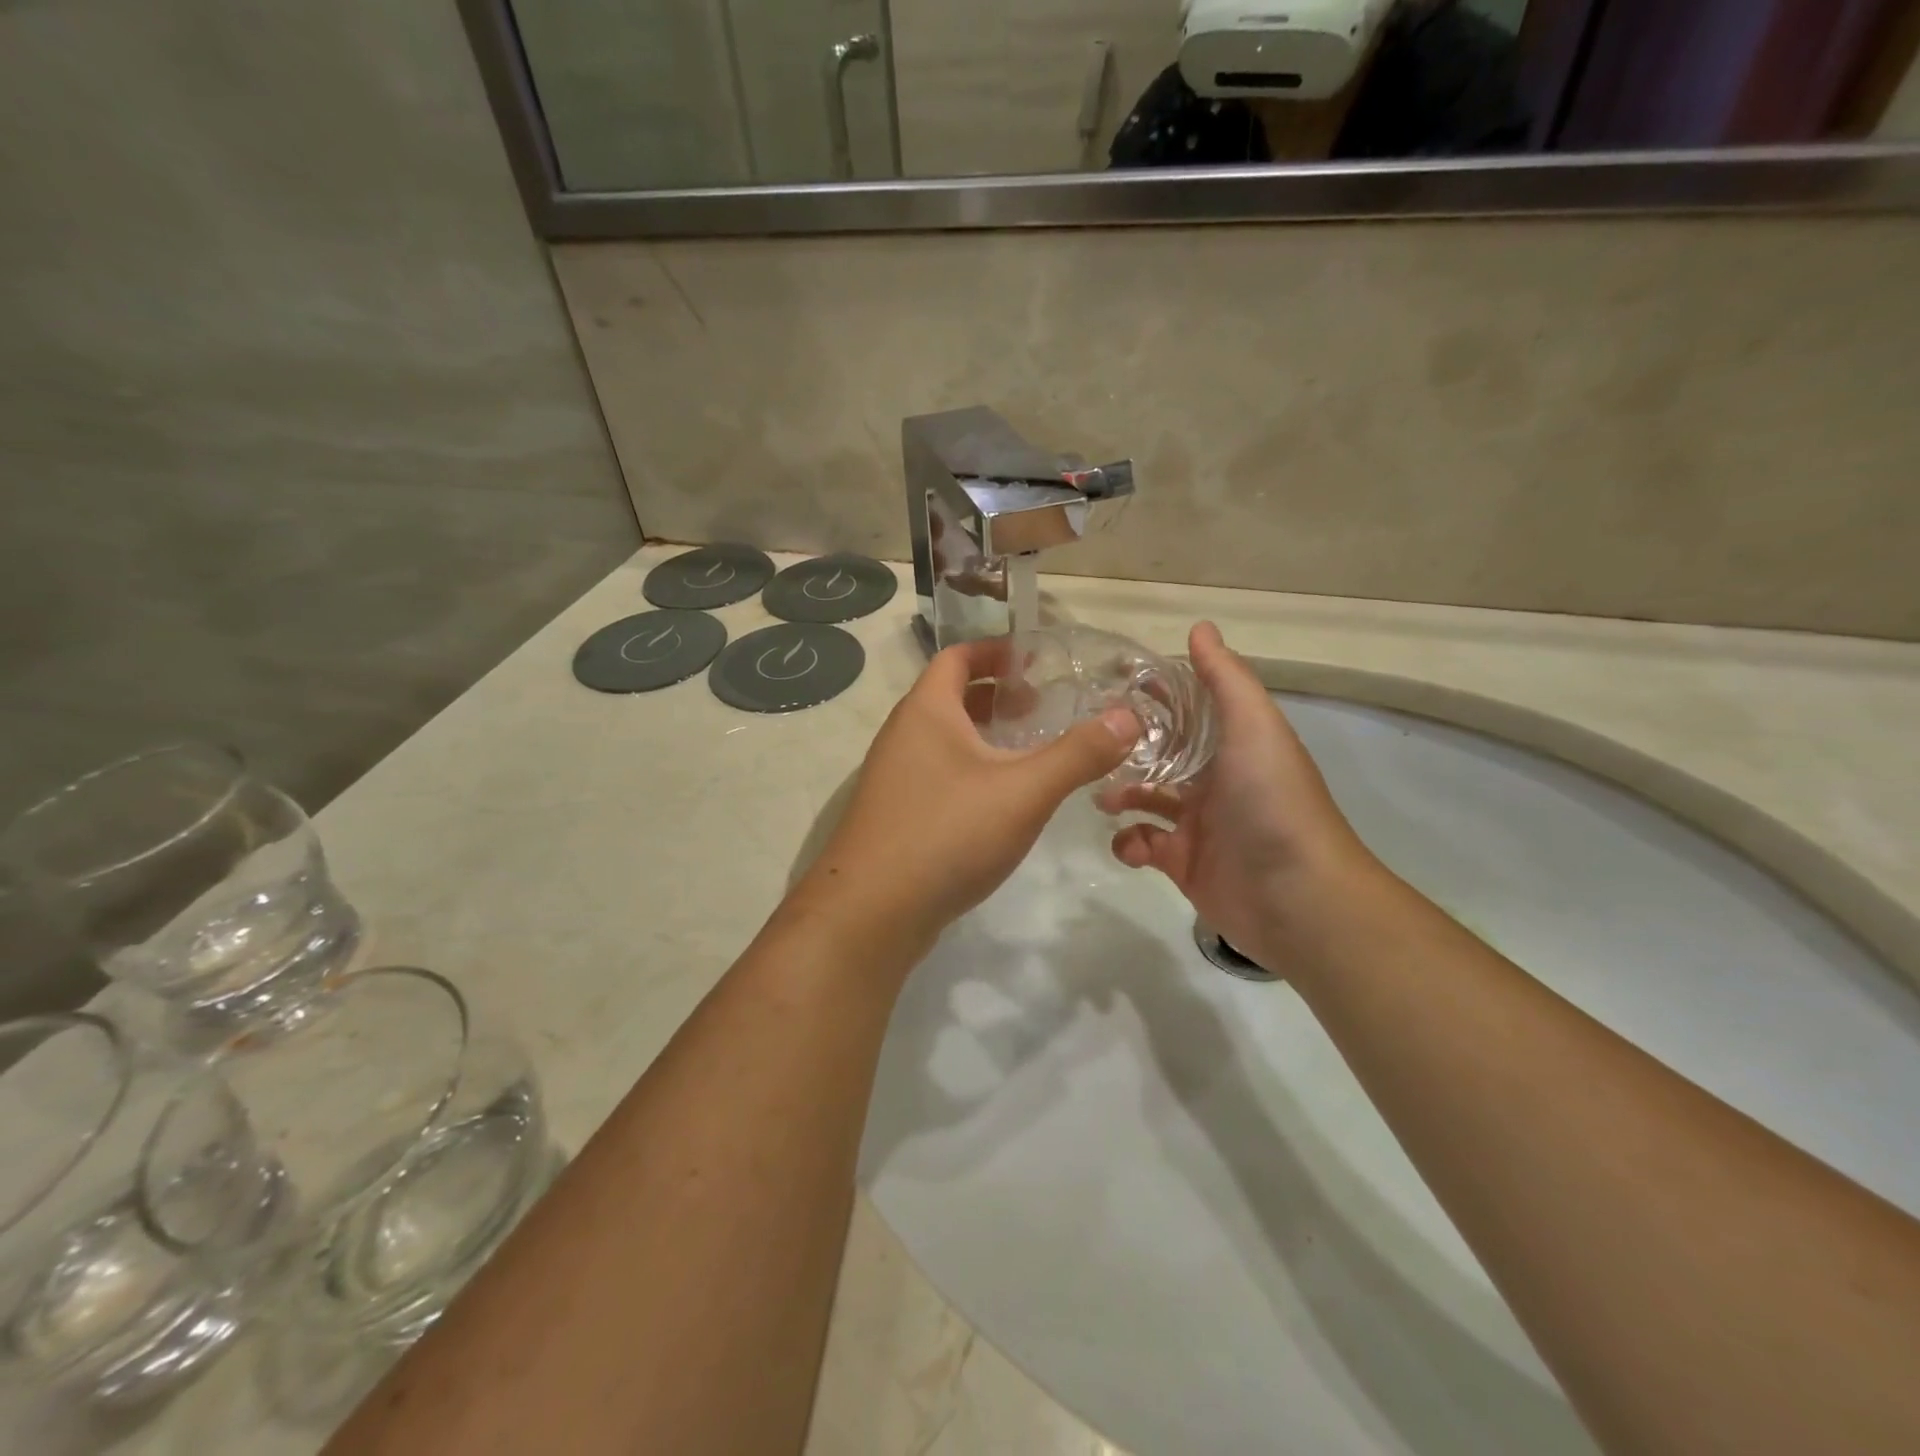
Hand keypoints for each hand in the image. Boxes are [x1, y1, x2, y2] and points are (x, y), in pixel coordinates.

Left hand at [793, 639, 1139, 954]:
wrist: (870, 913)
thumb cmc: (946, 834)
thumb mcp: (1024, 791)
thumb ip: (1078, 754)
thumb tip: (1128, 717)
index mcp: (926, 711)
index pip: (957, 656)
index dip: (996, 650)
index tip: (1035, 660)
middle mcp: (902, 736)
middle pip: (950, 697)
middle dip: (996, 696)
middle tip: (1042, 707)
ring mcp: (894, 779)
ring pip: (944, 741)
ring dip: (984, 737)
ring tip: (1028, 752)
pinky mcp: (895, 817)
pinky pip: (937, 776)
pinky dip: (970, 772)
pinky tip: (999, 803)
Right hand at [1097, 622, 1380, 974]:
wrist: (1297, 897)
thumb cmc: (1272, 802)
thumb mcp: (1254, 727)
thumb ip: (1226, 679)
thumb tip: (1199, 627)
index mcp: (1233, 744)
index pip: (1188, 709)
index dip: (1155, 695)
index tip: (1110, 684)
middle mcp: (1215, 779)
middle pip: (1161, 753)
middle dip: (1126, 747)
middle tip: (1089, 743)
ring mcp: (1198, 823)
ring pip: (1146, 798)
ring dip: (1120, 793)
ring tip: (1103, 796)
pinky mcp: (1182, 863)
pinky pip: (1143, 845)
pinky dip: (1129, 843)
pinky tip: (1132, 844)